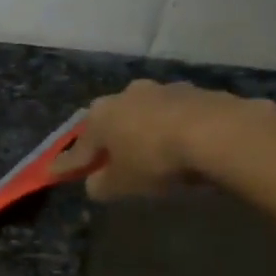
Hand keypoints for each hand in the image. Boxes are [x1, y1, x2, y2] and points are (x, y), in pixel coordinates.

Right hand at [50, 79, 275, 199]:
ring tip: (153, 151)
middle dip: (110, 137)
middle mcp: (128, 94)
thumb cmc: (155, 160)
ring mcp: (166, 90)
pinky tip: (186, 146)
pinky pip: (180, 116)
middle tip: (110, 157)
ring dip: (146, 129)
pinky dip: (178, 130)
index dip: (69, 163)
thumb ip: (101, 185)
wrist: (219, 134)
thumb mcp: (120, 185)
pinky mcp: (200, 94)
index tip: (55, 172)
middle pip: (113, 120)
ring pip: (148, 113)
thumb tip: (96, 182)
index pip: (79, 145)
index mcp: (101, 115)